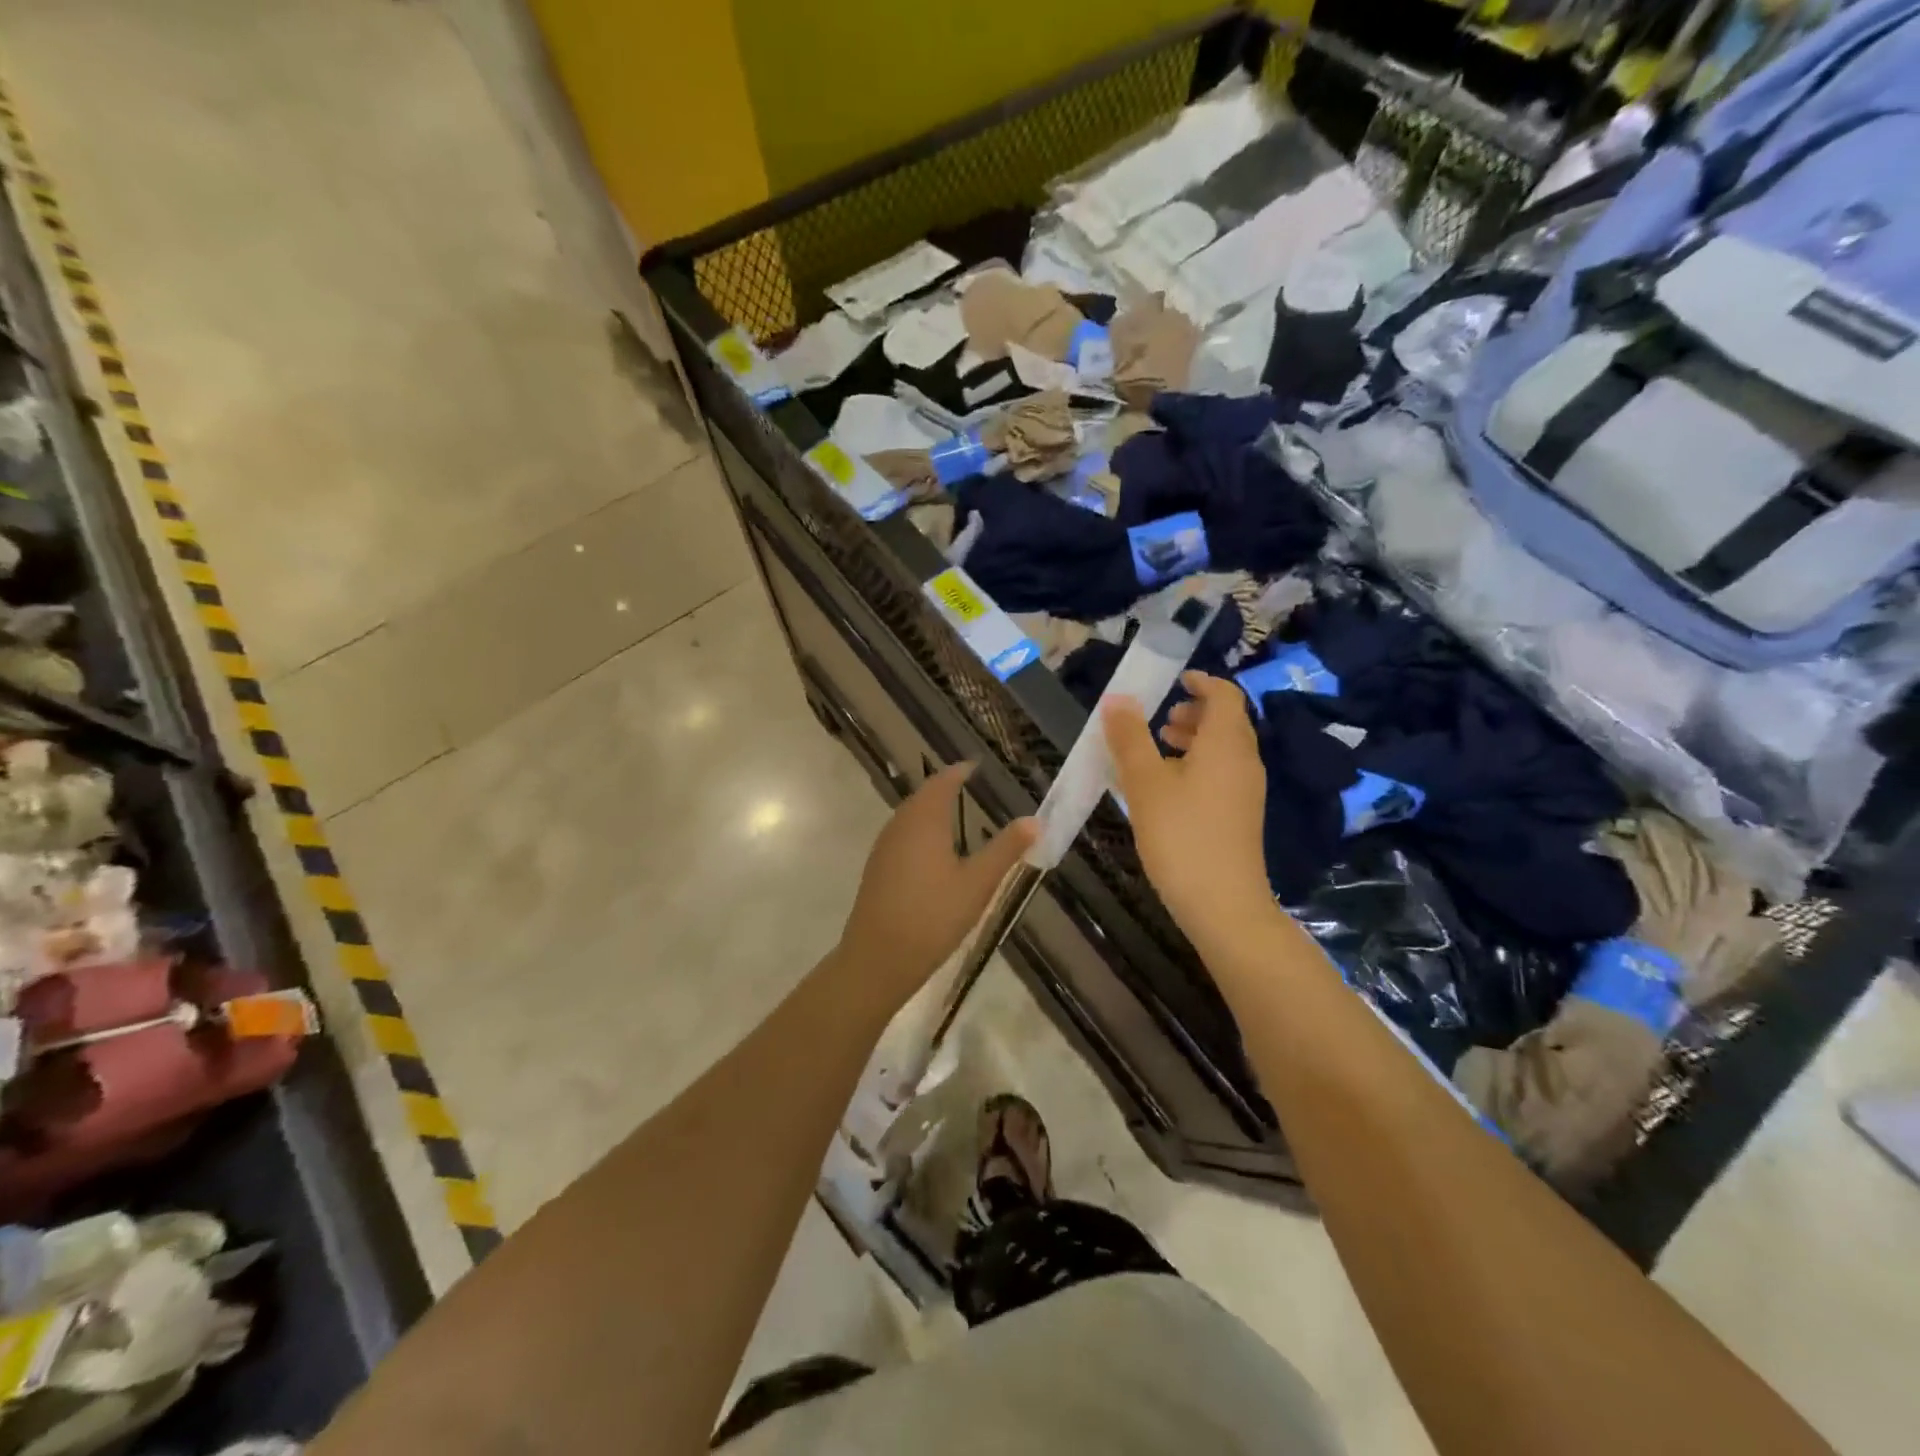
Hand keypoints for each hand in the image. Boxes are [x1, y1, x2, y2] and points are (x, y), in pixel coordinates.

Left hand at [837, 764, 1035, 1006]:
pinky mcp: (877, 869)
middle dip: (944, 788)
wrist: (879, 958)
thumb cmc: (934, 916)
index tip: (974, 766)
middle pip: (922, 796)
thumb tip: (1035, 820)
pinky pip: (901, 835)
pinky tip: (932, 850)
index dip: (959, 772)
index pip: (942, 782)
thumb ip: (1006, 849)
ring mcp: (884, 847)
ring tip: (953, 813)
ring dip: (930, 809)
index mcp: (925, 820)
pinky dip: (919, 830)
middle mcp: (900, 825)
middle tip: (967, 785)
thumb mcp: (978, 883)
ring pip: (909, 816)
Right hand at [1103, 673, 1271, 939]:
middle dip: (1194, 712)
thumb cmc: (1181, 835)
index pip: (1225, 695)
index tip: (1176, 679)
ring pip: (1224, 750)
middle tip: (1160, 719)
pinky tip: (1167, 788)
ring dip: (1194, 740)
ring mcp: (1247, 791)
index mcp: (1226, 744)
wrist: (1222, 904)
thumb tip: (1118, 699)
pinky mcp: (1241, 816)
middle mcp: (1244, 761)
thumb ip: (1130, 738)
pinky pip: (1222, 773)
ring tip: (1159, 748)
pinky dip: (1198, 765)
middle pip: (1227, 722)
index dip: (1202, 682)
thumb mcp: (1145, 783)